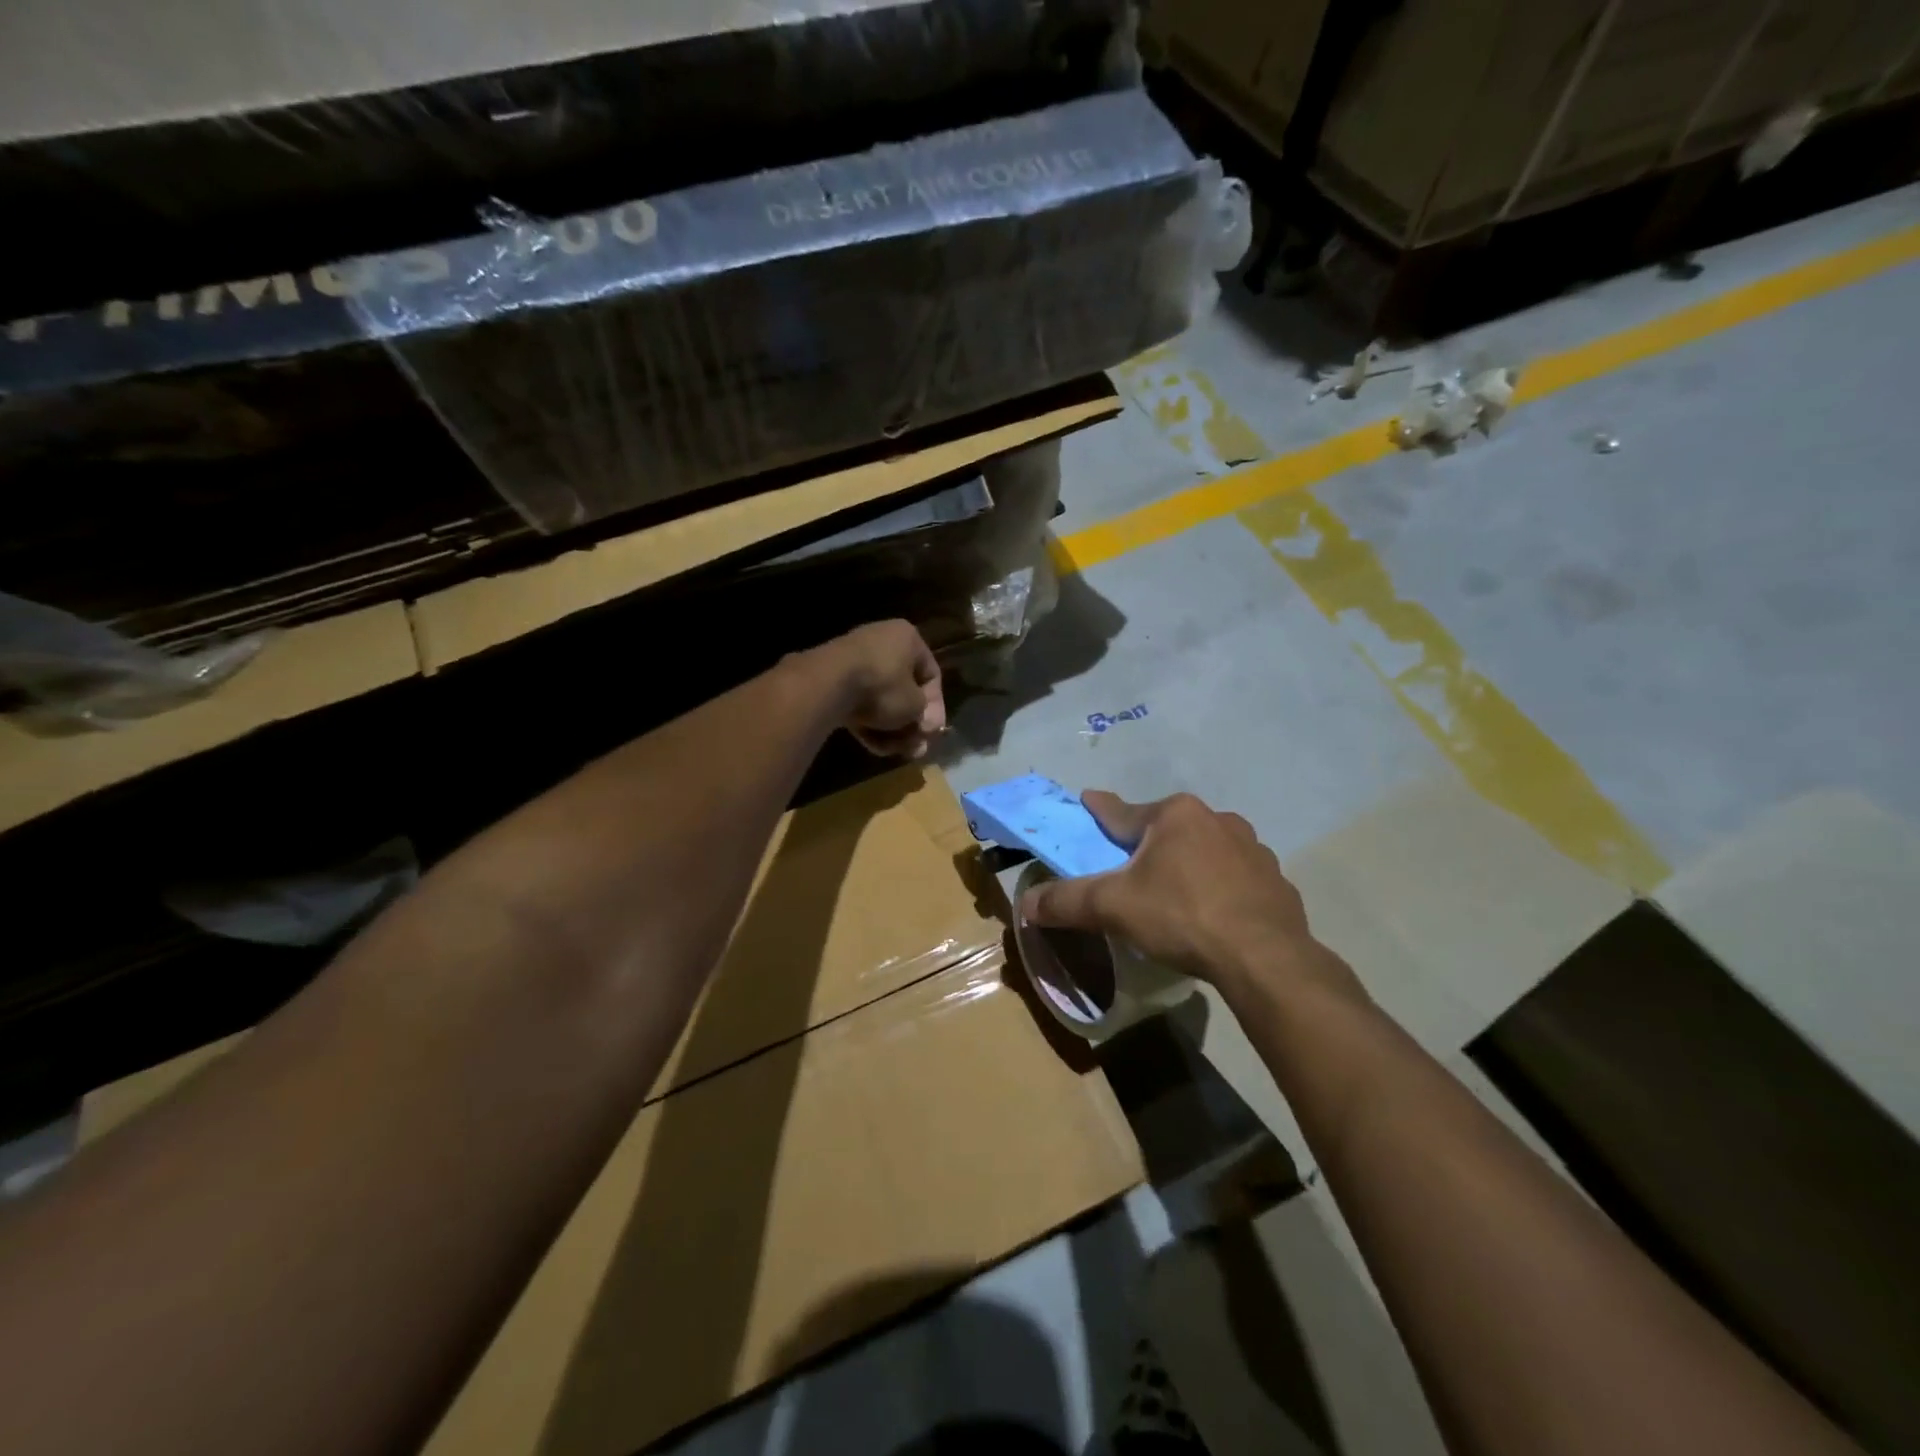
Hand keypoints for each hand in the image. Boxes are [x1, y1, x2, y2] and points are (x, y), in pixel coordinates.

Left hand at [817, 620, 945, 757]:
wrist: (827, 684)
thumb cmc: (882, 687)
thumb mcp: (915, 705)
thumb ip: (925, 716)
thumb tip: (924, 728)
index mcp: (907, 638)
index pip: (931, 674)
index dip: (936, 707)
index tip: (932, 731)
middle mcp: (882, 642)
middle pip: (904, 690)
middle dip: (910, 723)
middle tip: (915, 748)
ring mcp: (854, 659)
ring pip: (881, 700)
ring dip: (890, 729)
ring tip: (894, 751)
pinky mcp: (833, 679)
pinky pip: (859, 703)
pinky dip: (868, 724)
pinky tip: (874, 746)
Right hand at [1019, 791, 1363, 1006]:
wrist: (1265, 958)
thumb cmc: (1182, 916)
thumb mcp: (1113, 908)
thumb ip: (1067, 902)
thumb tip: (1025, 904)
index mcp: (1175, 815)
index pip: (1122, 812)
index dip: (1099, 810)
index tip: (1087, 800)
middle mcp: (1216, 819)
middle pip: (1165, 829)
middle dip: (1146, 842)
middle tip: (1129, 866)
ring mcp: (1252, 848)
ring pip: (1204, 849)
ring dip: (1186, 862)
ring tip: (1175, 892)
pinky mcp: (1275, 879)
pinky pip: (1235, 875)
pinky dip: (1219, 885)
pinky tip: (1214, 911)